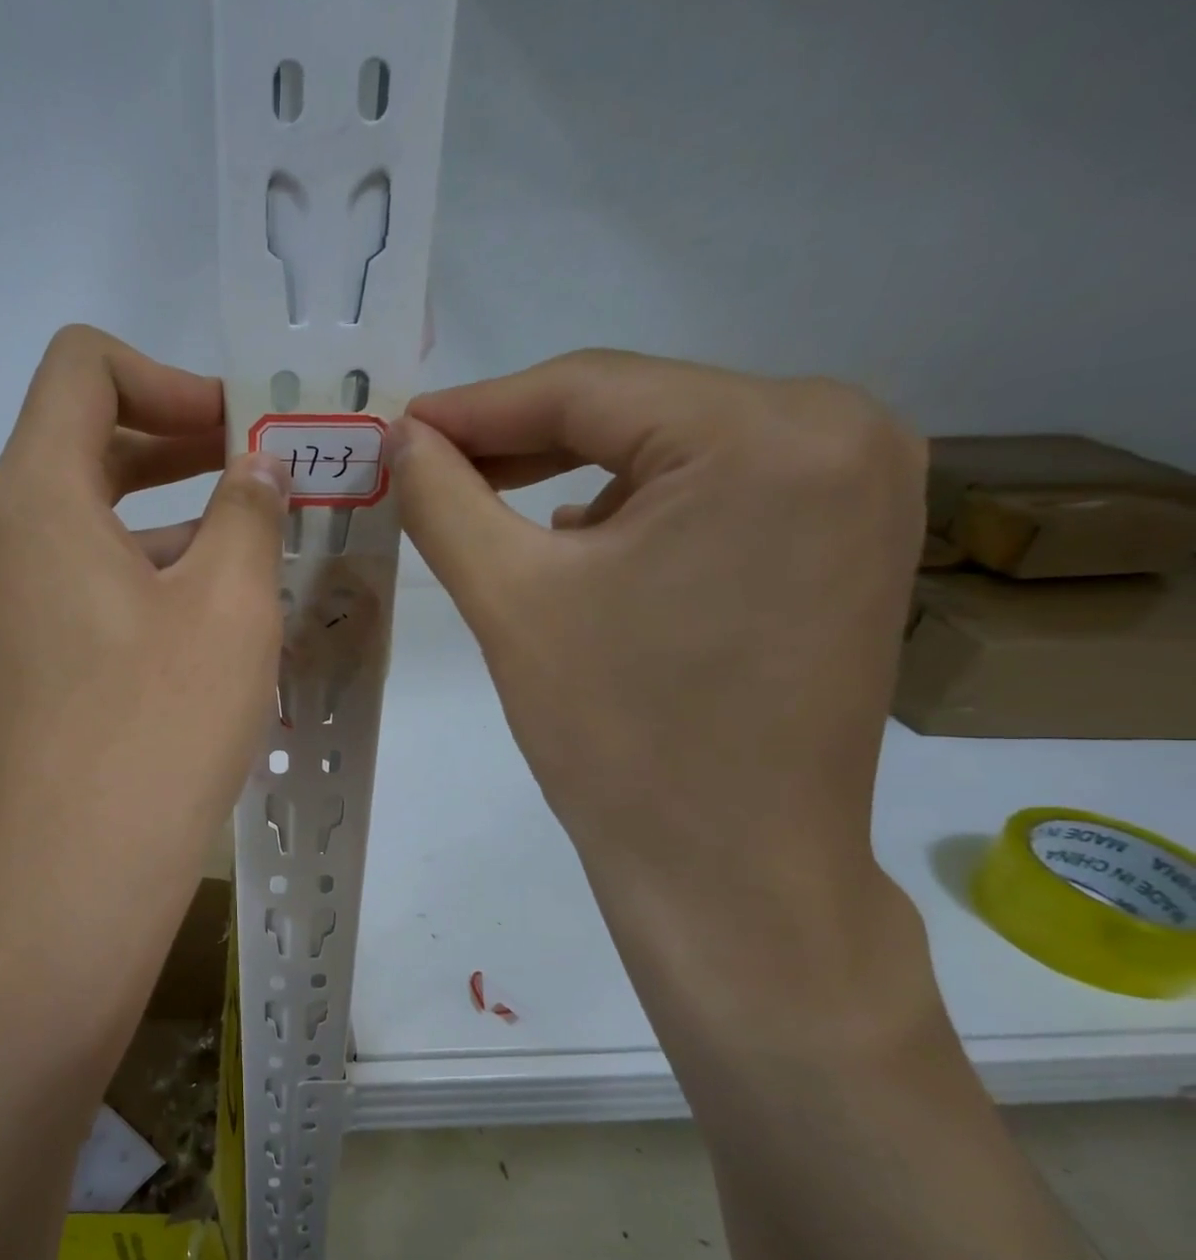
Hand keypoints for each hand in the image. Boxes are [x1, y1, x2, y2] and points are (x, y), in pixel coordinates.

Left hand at [0, 326, 287, 979]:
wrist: (73, 886)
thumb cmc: (157, 731)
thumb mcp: (229, 606)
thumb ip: (247, 513)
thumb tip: (253, 472)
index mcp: (34, 502)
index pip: (80, 369)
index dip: (168, 378)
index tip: (237, 432)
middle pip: (81, 448)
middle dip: (176, 447)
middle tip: (258, 480)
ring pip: (82, 531)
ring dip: (163, 526)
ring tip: (244, 565)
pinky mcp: (8, 676)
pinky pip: (73, 597)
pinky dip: (135, 586)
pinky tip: (195, 637)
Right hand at [396, 352, 935, 1043]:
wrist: (730, 872)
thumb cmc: (617, 735)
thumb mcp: (510, 599)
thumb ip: (443, 499)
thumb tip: (399, 438)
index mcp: (771, 433)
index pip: (589, 387)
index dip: (476, 407)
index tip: (398, 429)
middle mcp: (844, 432)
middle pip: (637, 411)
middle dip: (521, 443)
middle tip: (428, 468)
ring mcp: (861, 489)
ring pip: (674, 450)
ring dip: (574, 475)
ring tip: (487, 506)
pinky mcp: (849, 542)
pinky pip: (716, 494)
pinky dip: (635, 509)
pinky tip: (579, 542)